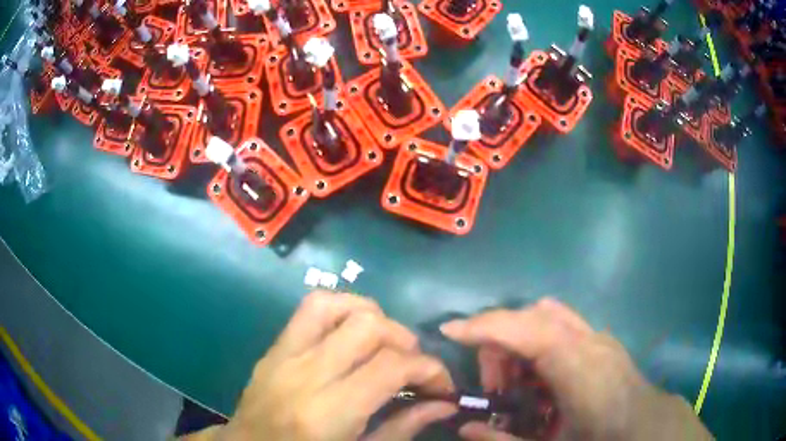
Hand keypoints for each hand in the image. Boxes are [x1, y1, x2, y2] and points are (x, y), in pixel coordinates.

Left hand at [208, 291, 456, 440]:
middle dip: (405, 340)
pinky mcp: (274, 348)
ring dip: (372, 316)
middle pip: (367, 327)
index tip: (441, 386)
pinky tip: (353, 333)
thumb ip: (403, 428)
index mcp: (328, 412)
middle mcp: (305, 374)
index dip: (429, 369)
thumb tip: (444, 405)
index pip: (390, 367)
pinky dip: (341, 309)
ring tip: (386, 343)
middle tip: (414, 366)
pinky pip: (309, 309)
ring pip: (334, 304)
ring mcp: (283, 355)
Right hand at [440, 298, 712, 440]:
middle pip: (534, 316)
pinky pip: (562, 328)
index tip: (450, 329)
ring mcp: (598, 338)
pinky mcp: (602, 342)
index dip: (486, 325)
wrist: (649, 427)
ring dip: (520, 342)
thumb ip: (504, 440)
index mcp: (578, 366)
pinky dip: (539, 345)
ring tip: (516, 383)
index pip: (527, 329)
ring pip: (548, 317)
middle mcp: (588, 341)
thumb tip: (464, 428)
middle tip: (493, 385)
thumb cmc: (602, 437)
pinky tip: (540, 381)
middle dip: (501, 340)